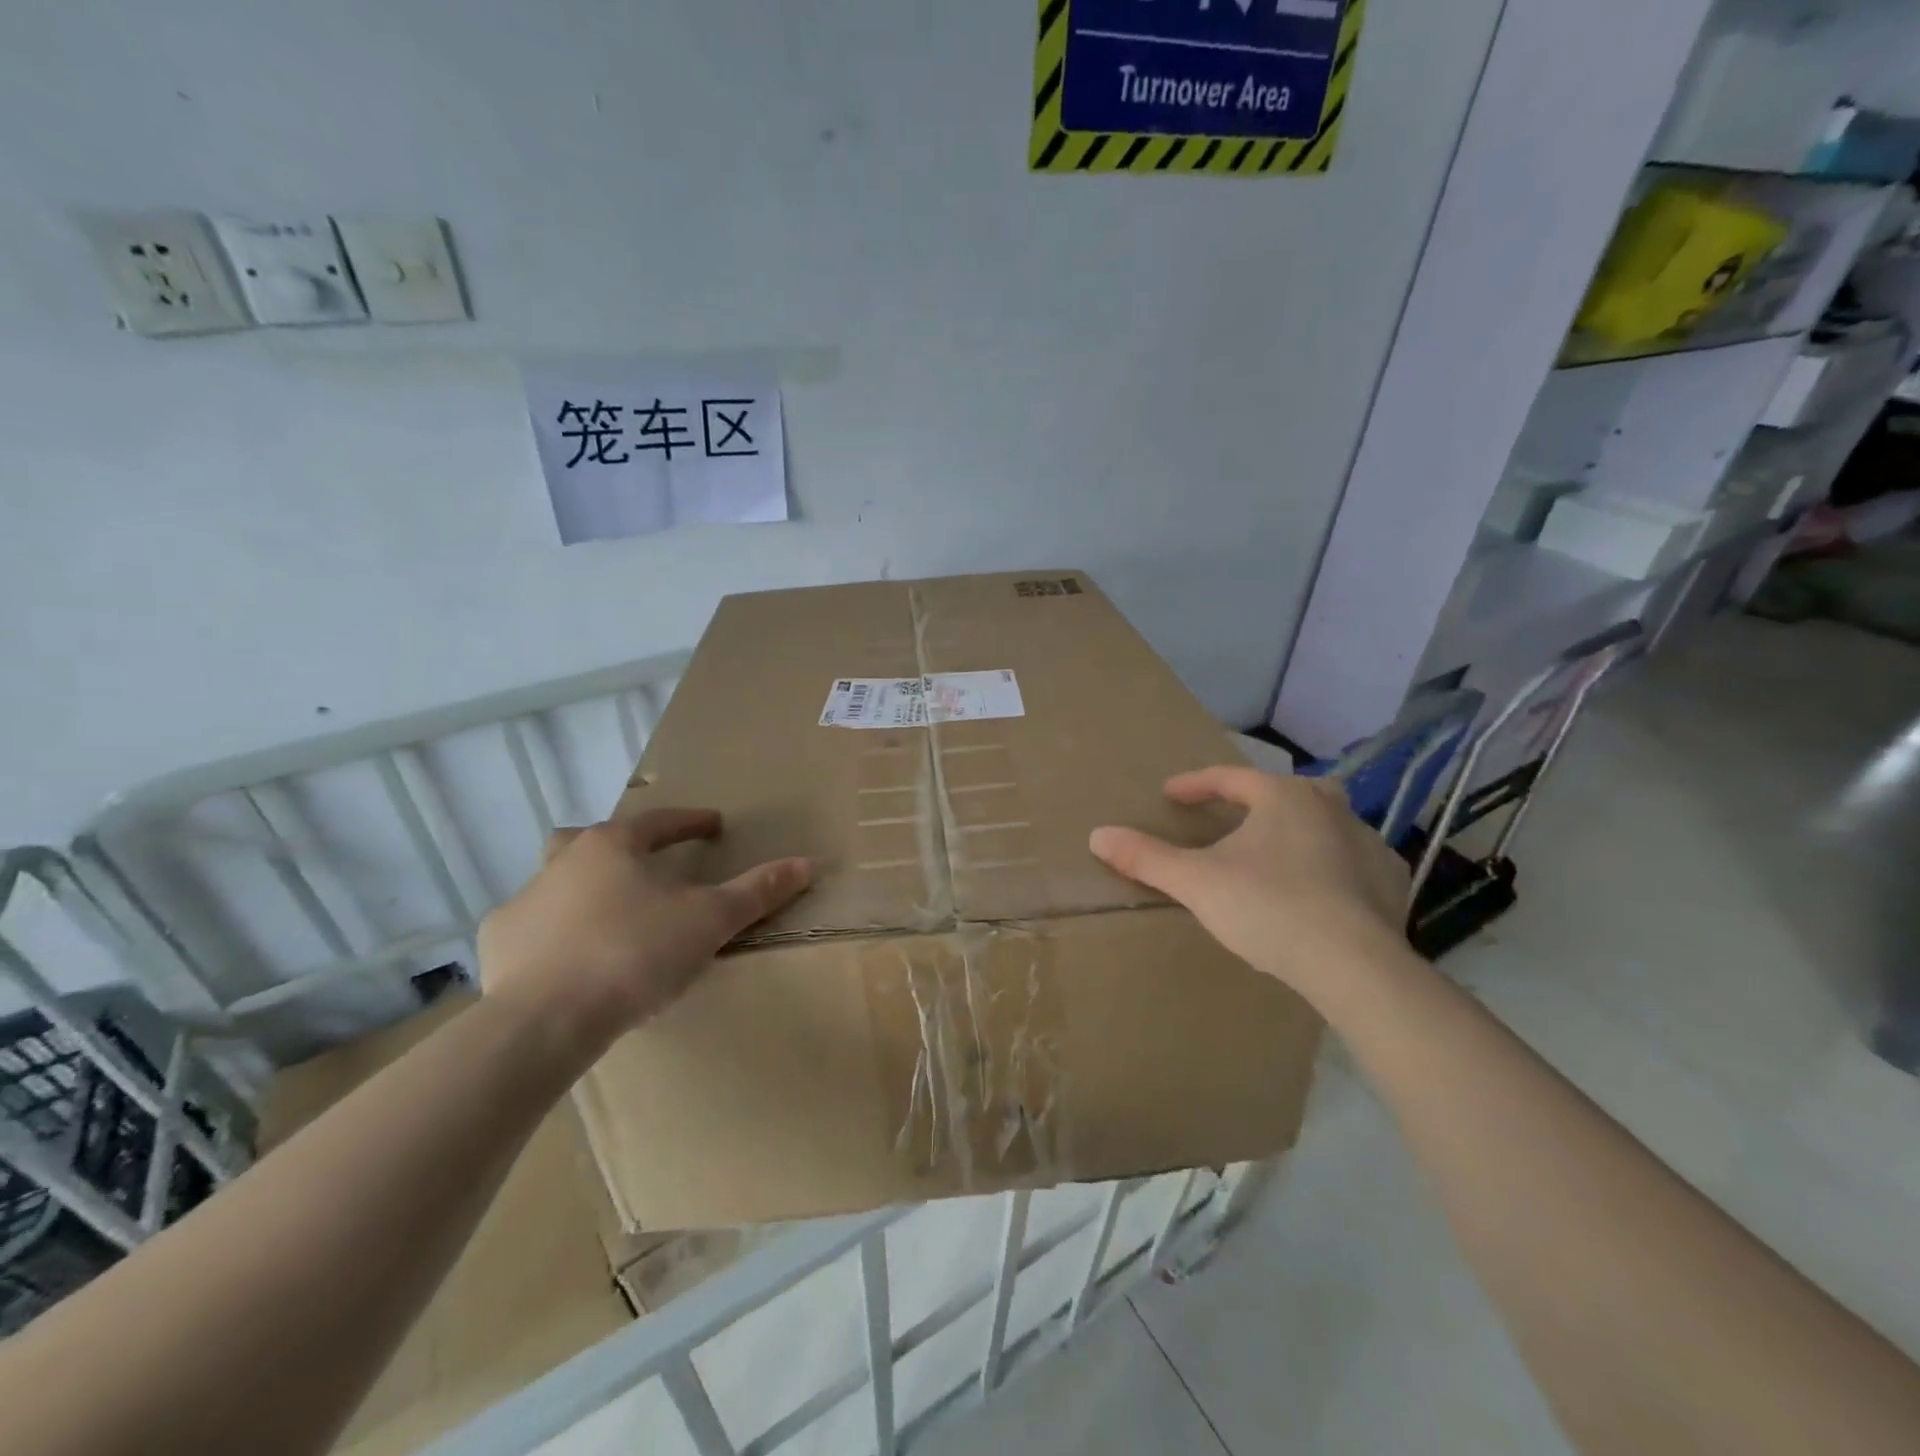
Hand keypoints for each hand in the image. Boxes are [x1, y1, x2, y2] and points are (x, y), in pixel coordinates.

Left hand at [478, 808, 809, 1049]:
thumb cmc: (634, 954)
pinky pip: (531, 926)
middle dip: (621, 845)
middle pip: (593, 838)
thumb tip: (806, 863)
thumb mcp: (709, 921)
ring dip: (583, 888)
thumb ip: (757, 891)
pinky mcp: (498, 943)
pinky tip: (567, 959)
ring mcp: (524, 900)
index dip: (691, 822)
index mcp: (613, 846)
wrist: (543, 1020)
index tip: (713, 825)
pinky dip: (552, 933)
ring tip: (610, 917)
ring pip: (557, 880)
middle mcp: (563, 861)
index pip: (660, 821)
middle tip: (644, 864)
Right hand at [1090, 767, 1409, 1004]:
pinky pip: (1353, 859)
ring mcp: (1367, 842)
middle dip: (1257, 800)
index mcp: (1283, 797)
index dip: (1196, 785)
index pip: (1230, 778)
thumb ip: (1145, 857)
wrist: (1354, 965)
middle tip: (1234, 818)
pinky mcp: (1391, 880)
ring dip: (1297, 831)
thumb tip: (1097, 835)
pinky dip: (1332, 865)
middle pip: (1286, 791)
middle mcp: (1330, 807)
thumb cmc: (1268, 907)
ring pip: (1324, 822)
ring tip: (1273, 857)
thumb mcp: (1195, 882)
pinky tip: (1320, 888)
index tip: (1171, 795)